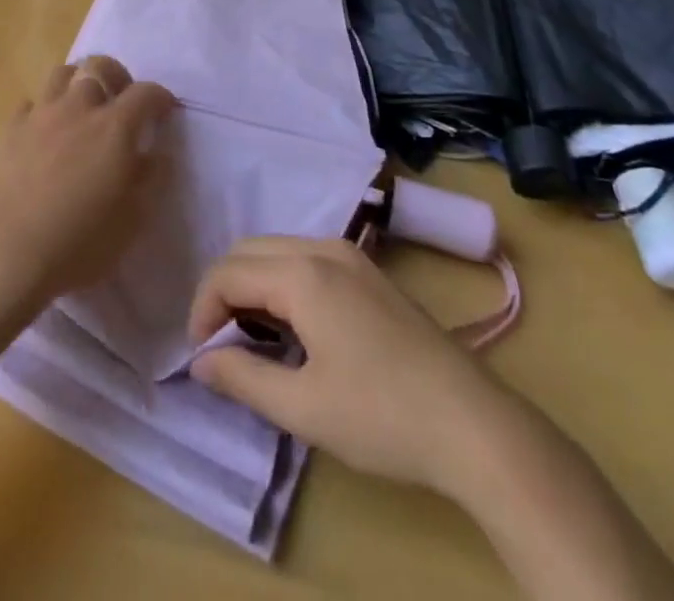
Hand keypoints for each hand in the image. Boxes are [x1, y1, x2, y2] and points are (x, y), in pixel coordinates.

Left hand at [0, 56, 171, 318]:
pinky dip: (44, 110)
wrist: (11, 255)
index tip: (165, 109)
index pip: (145, 93)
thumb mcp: (133, 219)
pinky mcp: (10, 131)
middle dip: (116, 75)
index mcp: (114, 128)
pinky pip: (31, 103)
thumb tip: (156, 154)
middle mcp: (78, 109)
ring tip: (83, 106)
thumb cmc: (81, 243)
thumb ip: (150, 179)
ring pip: (62, 73)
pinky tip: (46, 132)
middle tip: (121, 98)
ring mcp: (40, 116)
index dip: (159, 96)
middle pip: (98, 66)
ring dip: (78, 82)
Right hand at [187, 236, 504, 495]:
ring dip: (253, 284)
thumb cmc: (382, 416)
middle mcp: (322, 248)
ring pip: (277, 250)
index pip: (228, 273)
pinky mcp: (368, 272)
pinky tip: (293, 327)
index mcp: (302, 274)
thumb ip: (243, 378)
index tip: (201, 356)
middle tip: (220, 344)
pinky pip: (305, 258)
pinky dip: (282, 282)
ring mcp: (350, 256)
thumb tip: (200, 362)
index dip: (203, 310)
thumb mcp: (303, 408)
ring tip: (252, 338)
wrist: (473, 424)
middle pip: (249, 250)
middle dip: (223, 290)